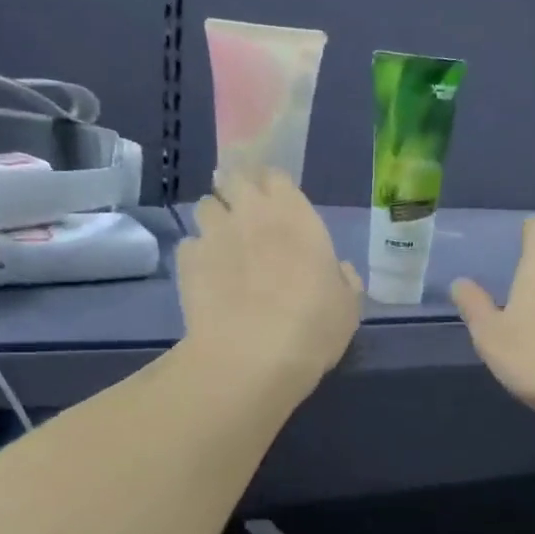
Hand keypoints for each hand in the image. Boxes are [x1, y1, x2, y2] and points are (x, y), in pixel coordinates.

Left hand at [177, 170, 362, 401]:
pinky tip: (206, 278)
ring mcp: (214, 234)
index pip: (276, 176)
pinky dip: (197, 255)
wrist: (251, 356)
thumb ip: (344, 279)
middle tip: (245, 215)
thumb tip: (338, 269)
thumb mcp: (347, 306)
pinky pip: (189, 245)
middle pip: (234, 179)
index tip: (278, 204)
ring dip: (214, 219)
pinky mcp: (186, 261)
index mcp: (294, 214)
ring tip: (222, 245)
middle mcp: (250, 213)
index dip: (274, 187)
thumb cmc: (312, 327)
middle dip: (237, 190)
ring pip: (205, 206)